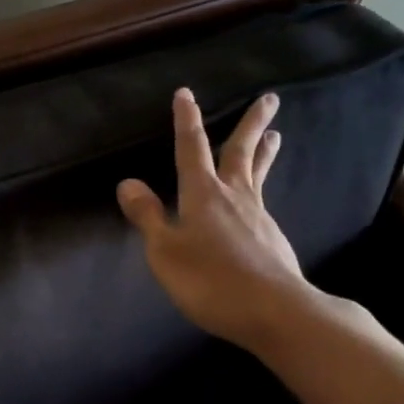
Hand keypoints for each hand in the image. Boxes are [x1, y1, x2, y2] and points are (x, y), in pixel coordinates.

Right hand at [116, 89, 321, 353]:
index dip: (186, 121)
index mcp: (203, 194)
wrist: (274, 310)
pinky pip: (262, 202)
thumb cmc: (210, 280)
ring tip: (275, 136)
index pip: (191, 148)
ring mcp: (257, 216)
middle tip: (270, 98)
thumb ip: (148, 216)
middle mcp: (234, 197)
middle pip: (241, 152)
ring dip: (264, 152)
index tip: (186, 94)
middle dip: (251, 123)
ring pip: (258, 175)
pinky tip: (257, 201)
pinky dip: (260, 189)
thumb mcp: (165, 251)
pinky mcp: (272, 238)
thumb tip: (128, 182)